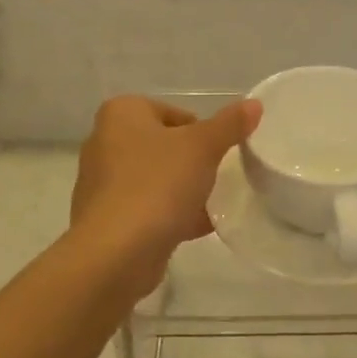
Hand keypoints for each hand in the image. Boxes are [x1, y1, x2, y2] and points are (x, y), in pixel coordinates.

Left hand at [72, 96, 260, 286]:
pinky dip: (171, 215)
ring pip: (155, 178)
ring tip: (212, 204)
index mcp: (121, 114)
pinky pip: (147, 208)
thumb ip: (230, 124)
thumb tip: (254, 104)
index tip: (217, 153)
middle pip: (163, 146)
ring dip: (183, 190)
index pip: (171, 112)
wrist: (117, 253)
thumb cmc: (157, 184)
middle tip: (217, 177)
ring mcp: (103, 183)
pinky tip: (199, 227)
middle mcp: (104, 142)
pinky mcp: (107, 219)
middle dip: (192, 161)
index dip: (199, 131)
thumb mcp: (203, 147)